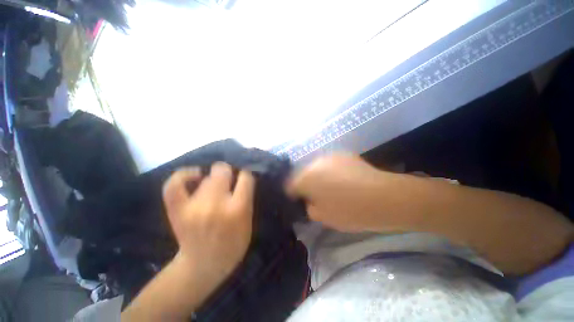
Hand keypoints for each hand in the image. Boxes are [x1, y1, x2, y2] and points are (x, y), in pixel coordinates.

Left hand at [162, 163, 254, 296]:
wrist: (202, 267)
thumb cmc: (232, 245)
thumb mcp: (248, 223)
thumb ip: (246, 200)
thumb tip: (240, 179)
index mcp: (238, 209)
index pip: (245, 177)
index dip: (245, 175)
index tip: (243, 179)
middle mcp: (216, 204)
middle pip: (222, 170)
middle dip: (228, 172)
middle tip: (228, 182)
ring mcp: (193, 206)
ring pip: (206, 178)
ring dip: (213, 181)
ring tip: (214, 191)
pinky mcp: (177, 210)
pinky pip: (174, 184)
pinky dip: (183, 175)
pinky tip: (194, 175)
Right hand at [287, 153, 393, 231]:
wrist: (383, 197)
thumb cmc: (349, 211)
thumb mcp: (323, 217)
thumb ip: (310, 208)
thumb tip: (310, 201)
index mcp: (306, 178)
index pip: (290, 185)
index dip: (293, 195)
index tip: (300, 202)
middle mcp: (315, 163)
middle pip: (303, 175)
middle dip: (306, 185)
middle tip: (316, 197)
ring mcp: (330, 157)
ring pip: (317, 168)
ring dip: (319, 177)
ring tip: (331, 188)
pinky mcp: (344, 155)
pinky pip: (330, 165)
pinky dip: (331, 172)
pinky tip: (343, 180)